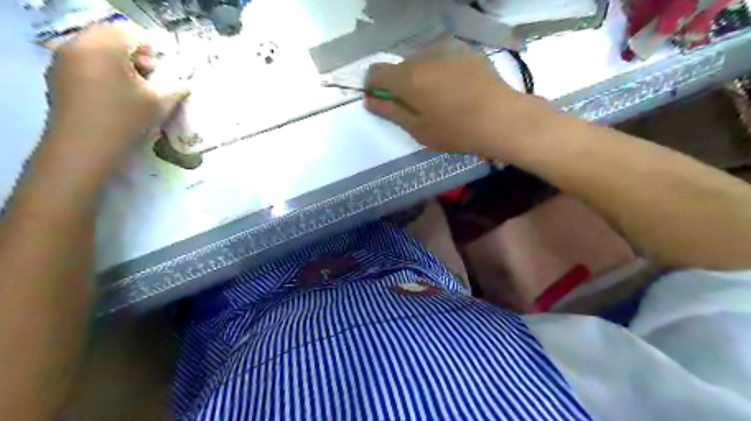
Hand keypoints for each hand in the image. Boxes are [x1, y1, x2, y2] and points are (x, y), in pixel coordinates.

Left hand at [43, 24, 189, 162]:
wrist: (85, 147)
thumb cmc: (126, 119)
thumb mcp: (159, 104)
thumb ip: (176, 89)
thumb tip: (186, 85)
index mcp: (103, 48)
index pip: (130, 33)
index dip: (150, 49)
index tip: (161, 70)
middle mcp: (78, 47)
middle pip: (109, 38)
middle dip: (133, 54)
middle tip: (149, 77)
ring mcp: (64, 62)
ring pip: (96, 50)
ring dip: (118, 63)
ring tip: (134, 88)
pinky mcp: (58, 78)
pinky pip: (84, 63)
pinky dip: (103, 71)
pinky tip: (116, 96)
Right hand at [366, 38, 550, 157]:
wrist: (502, 118)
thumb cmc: (456, 131)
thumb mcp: (418, 129)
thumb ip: (390, 112)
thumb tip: (370, 100)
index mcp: (407, 77)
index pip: (375, 72)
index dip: (374, 87)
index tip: (383, 102)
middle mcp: (423, 57)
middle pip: (399, 67)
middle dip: (400, 85)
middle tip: (416, 108)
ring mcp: (447, 51)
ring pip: (421, 63)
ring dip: (421, 78)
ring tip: (439, 101)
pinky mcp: (466, 53)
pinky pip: (442, 61)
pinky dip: (440, 73)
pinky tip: (456, 91)